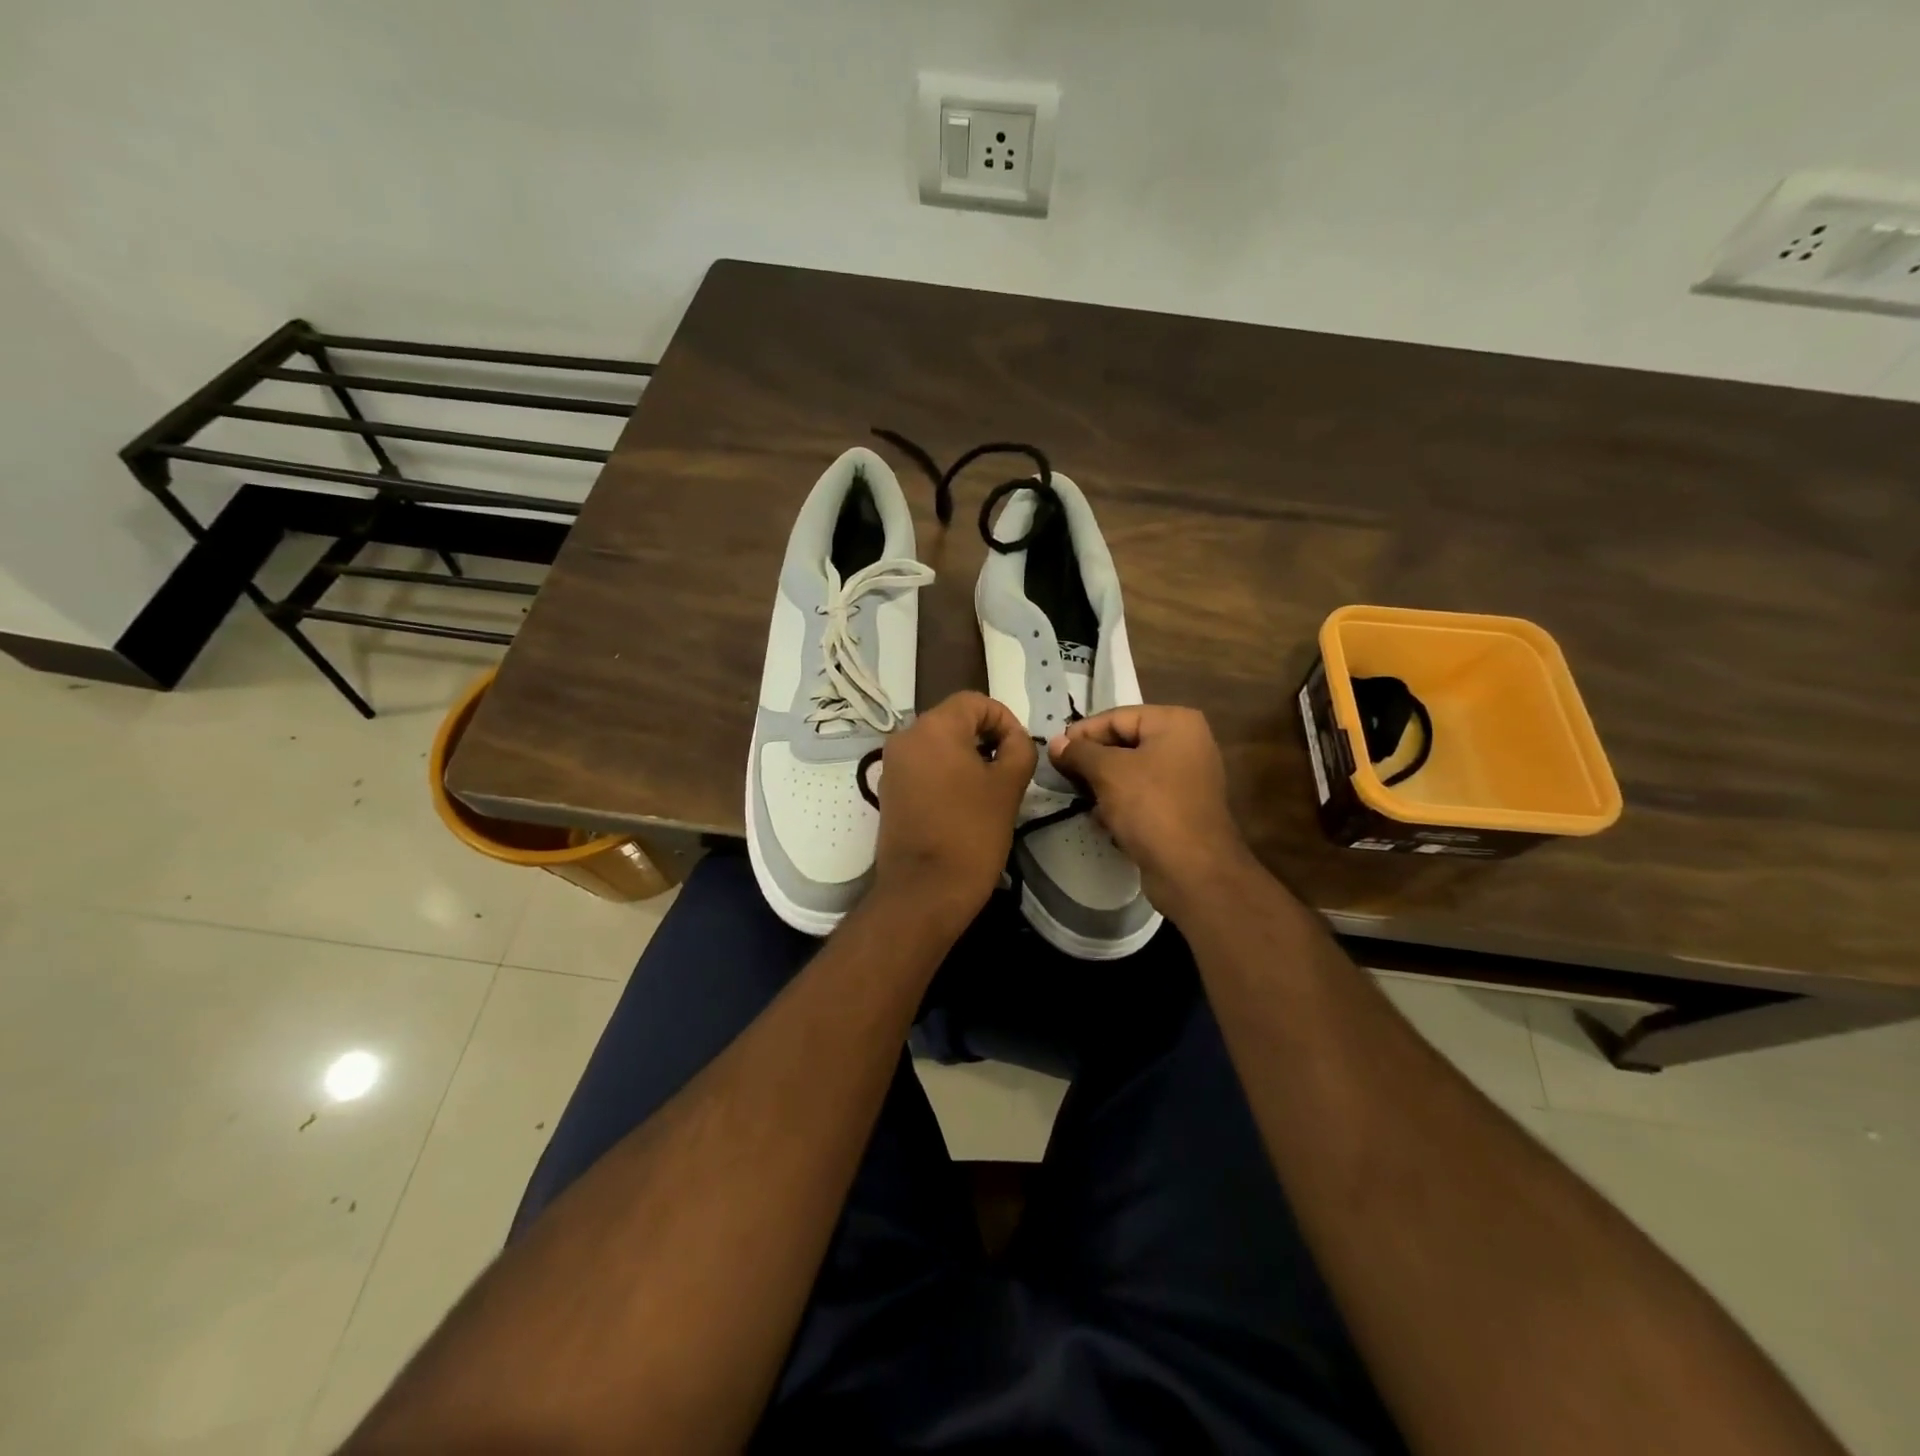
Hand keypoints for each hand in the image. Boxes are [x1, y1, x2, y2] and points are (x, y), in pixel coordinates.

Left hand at [872, 691, 1036, 934]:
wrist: (924, 891)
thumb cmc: (971, 833)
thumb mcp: (1009, 786)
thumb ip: (1019, 748)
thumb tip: (1014, 739)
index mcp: (933, 727)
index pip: (975, 702)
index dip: (1004, 720)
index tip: (1020, 751)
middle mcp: (905, 737)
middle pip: (953, 720)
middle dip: (986, 737)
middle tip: (1009, 770)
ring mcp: (892, 765)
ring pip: (938, 744)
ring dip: (967, 757)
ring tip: (990, 789)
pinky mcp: (889, 791)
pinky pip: (923, 767)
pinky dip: (946, 774)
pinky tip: (964, 804)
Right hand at [1049, 705, 1253, 915]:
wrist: (1192, 871)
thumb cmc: (1151, 807)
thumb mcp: (1108, 772)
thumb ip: (1079, 752)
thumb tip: (1056, 743)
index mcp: (1175, 723)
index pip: (1115, 717)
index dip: (1081, 734)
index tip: (1053, 754)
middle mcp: (1186, 743)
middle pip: (1124, 743)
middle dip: (1091, 761)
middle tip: (1062, 777)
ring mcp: (1186, 778)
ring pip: (1130, 772)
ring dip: (1102, 786)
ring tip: (1080, 799)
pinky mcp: (1180, 808)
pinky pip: (1142, 796)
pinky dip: (1120, 804)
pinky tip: (1102, 821)